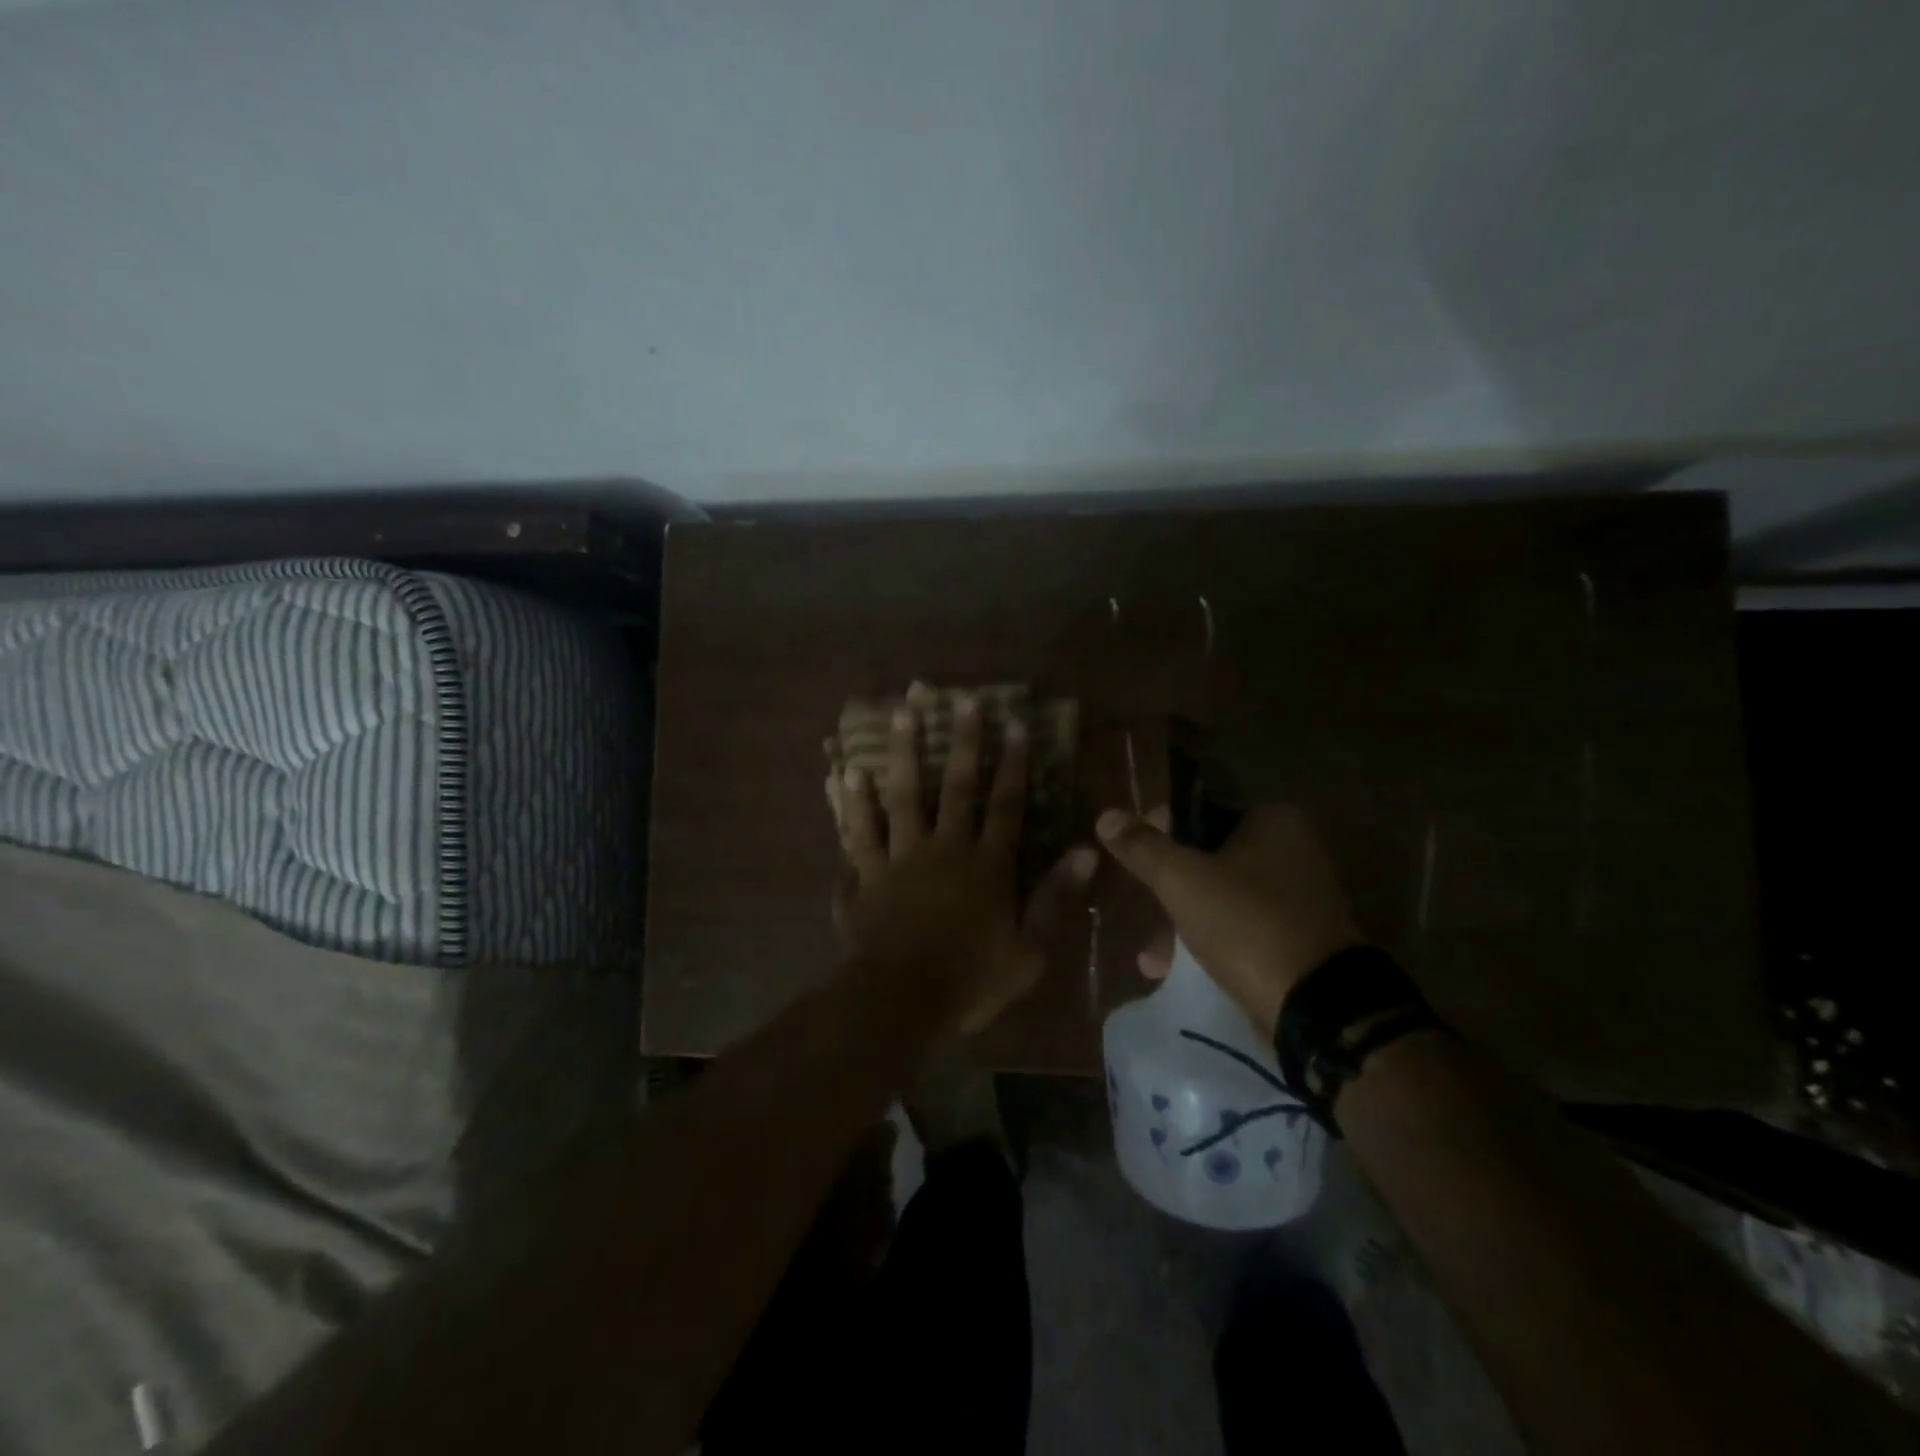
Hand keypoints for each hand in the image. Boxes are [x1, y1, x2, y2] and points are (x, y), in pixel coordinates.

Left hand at [837, 696, 1096, 1037]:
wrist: (899, 1002)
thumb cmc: (970, 980)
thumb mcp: (1029, 950)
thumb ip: (1055, 898)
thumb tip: (1088, 851)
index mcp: (986, 865)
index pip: (1005, 804)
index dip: (1013, 764)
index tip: (1015, 724)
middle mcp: (943, 848)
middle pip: (953, 787)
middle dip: (961, 742)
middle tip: (961, 700)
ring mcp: (898, 858)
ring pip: (901, 796)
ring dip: (902, 753)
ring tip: (900, 713)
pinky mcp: (864, 875)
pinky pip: (856, 832)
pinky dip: (850, 803)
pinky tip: (843, 774)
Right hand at [1096, 803, 1359, 1038]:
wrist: (1318, 1009)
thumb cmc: (1246, 924)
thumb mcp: (1182, 880)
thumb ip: (1143, 847)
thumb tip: (1107, 815)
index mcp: (1272, 821)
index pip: (1198, 811)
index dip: (1158, 831)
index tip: (1132, 859)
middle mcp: (1292, 849)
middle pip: (1207, 856)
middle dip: (1167, 887)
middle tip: (1139, 910)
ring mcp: (1298, 897)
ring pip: (1221, 895)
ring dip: (1182, 919)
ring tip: (1151, 955)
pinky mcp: (1298, 938)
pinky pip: (1240, 927)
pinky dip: (1209, 940)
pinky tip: (1174, 969)